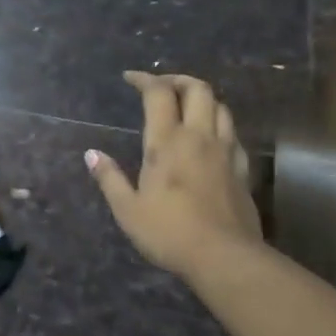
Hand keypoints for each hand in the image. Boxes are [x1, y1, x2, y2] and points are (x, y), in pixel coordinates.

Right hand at [86, 71, 266, 282]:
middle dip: (178, 80)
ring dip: (203, 99)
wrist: (225, 257)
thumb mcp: (128, 209)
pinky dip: (219, 125)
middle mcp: (199, 136)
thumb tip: (92, 154)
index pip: (158, 93)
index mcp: (167, 140)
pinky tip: (211, 139)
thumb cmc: (169, 232)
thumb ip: (110, 178)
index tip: (130, 77)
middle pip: (198, 88)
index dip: (144, 79)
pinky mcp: (244, 169)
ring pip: (221, 107)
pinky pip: (233, 134)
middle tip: (162, 87)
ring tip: (187, 107)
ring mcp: (226, 151)